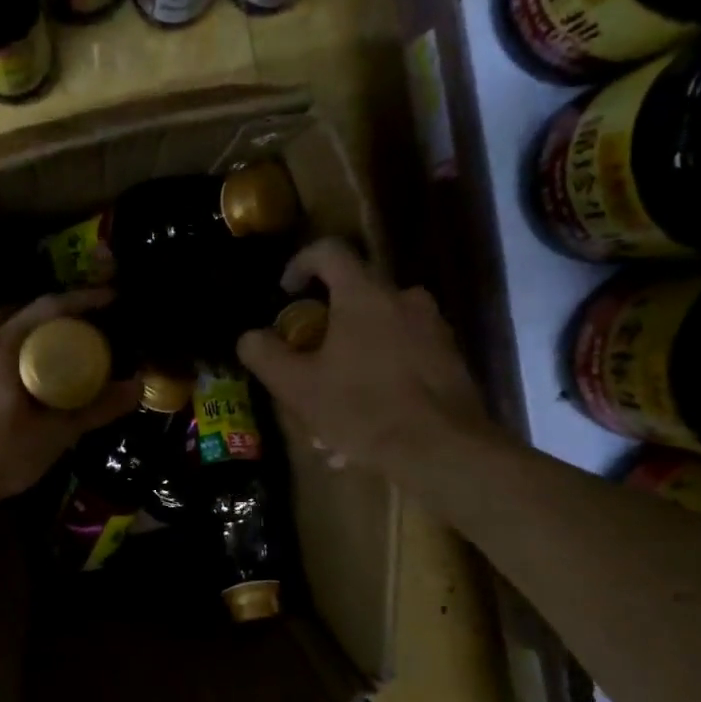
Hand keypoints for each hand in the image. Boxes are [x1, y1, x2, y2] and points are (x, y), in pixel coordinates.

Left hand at [0, 288, 140, 514]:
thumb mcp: (54, 435)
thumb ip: (95, 409)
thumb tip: (137, 388)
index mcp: (1, 347)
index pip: (47, 308)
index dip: (82, 299)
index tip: (111, 298)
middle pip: (12, 310)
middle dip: (46, 312)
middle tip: (74, 327)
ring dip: (19, 330)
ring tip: (45, 351)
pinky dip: (2, 352)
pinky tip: (15, 380)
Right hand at [236, 239, 506, 488]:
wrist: (443, 449)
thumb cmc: (363, 410)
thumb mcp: (298, 387)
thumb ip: (266, 355)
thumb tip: (249, 336)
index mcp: (364, 295)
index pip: (329, 252)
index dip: (301, 264)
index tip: (287, 292)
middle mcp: (404, 299)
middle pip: (356, 294)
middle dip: (327, 323)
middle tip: (309, 358)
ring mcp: (433, 328)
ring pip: (381, 329)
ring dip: (354, 354)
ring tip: (335, 401)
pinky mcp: (450, 358)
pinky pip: (404, 355)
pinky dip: (381, 375)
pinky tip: (367, 419)